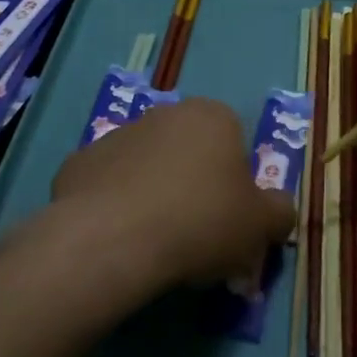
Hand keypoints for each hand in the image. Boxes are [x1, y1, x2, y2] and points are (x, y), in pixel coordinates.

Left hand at [50, 97, 295, 291]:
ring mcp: (116, 135)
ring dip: (153, 193)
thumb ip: (279, 212)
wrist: (112, 240)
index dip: (236, 182)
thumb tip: (279, 209)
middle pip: (189, 151)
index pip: (235, 141)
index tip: (230, 219)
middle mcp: (164, 114)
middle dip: (194, 184)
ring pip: (146, 166)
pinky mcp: (77, 163)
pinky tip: (117, 239)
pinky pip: (107, 185)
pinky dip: (113, 206)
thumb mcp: (262, 226)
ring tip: (153, 242)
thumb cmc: (200, 222)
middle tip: (196, 233)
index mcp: (213, 117)